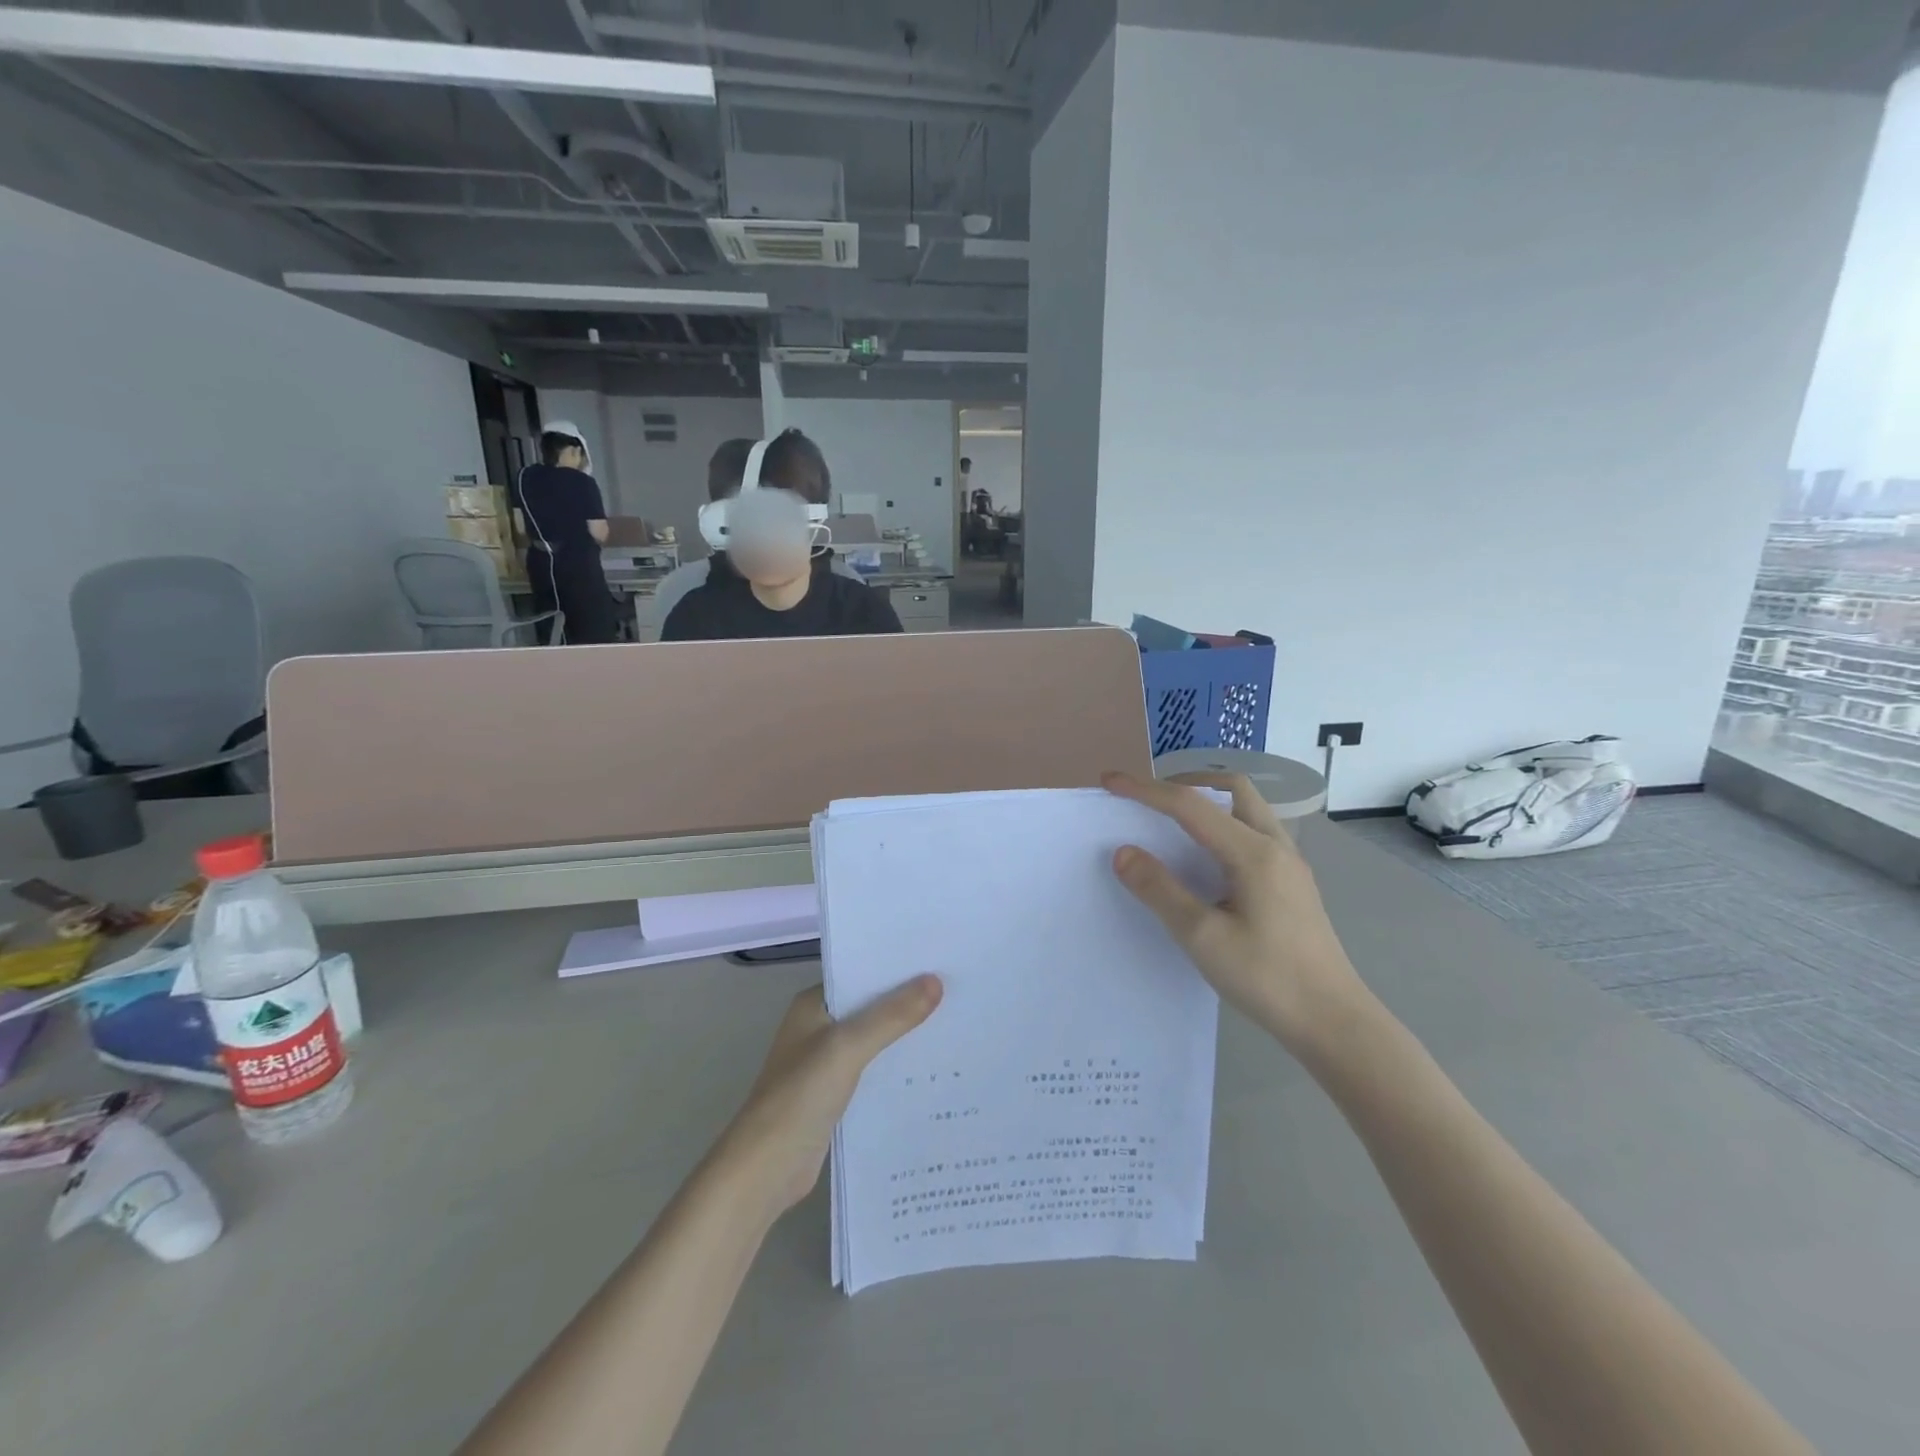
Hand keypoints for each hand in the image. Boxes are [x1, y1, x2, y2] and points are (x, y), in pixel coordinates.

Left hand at [717, 978, 942, 1218]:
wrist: (765, 1170)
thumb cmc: (800, 1096)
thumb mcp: (848, 1047)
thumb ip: (892, 1015)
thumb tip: (936, 980)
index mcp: (813, 1005)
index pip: (861, 973)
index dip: (897, 967)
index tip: (940, 960)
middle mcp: (819, 1027)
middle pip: (871, 1006)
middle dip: (908, 1001)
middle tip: (958, 990)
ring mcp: (826, 1063)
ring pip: (875, 1040)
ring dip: (905, 1036)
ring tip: (955, 1023)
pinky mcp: (836, 1095)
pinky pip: (874, 1071)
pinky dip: (897, 1068)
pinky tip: (932, 1069)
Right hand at [1103, 771, 1371, 1057]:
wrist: (1333, 1022)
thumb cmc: (1267, 979)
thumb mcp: (1203, 937)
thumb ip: (1160, 890)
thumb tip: (1123, 852)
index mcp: (1253, 853)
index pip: (1191, 805)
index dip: (1146, 790)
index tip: (1110, 782)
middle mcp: (1276, 846)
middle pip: (1231, 789)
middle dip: (1185, 783)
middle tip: (1149, 799)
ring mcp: (1289, 863)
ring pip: (1246, 808)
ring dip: (1207, 802)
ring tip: (1172, 822)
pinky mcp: (1292, 882)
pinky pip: (1253, 831)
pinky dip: (1222, 824)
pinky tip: (1205, 857)